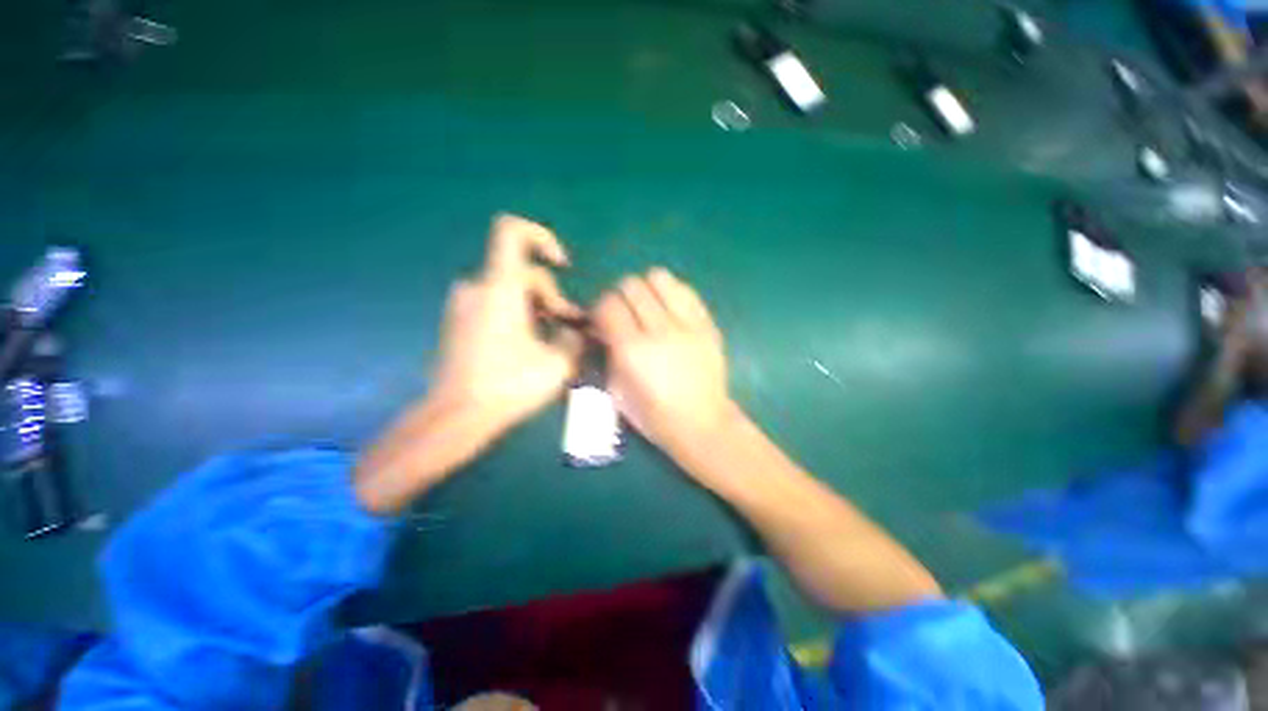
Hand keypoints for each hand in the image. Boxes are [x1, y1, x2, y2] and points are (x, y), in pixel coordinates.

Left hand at [431, 214, 583, 432]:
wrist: (456, 415)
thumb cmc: (508, 385)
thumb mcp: (557, 362)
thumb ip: (573, 337)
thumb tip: (574, 330)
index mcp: (499, 288)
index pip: (512, 232)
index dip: (541, 237)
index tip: (562, 265)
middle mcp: (477, 287)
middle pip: (524, 273)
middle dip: (552, 298)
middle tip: (568, 329)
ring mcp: (464, 304)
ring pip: (511, 291)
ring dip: (537, 309)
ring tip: (551, 341)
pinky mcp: (459, 320)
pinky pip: (495, 304)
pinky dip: (518, 315)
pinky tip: (528, 345)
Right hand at [593, 268, 736, 458]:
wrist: (702, 423)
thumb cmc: (654, 416)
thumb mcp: (617, 391)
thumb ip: (607, 353)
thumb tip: (602, 326)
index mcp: (632, 350)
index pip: (608, 304)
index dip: (600, 308)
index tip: (603, 320)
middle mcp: (659, 331)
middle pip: (632, 285)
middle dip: (621, 296)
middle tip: (625, 313)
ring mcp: (687, 325)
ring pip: (659, 278)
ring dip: (647, 288)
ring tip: (649, 306)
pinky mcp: (707, 324)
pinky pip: (686, 290)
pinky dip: (672, 293)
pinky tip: (671, 310)